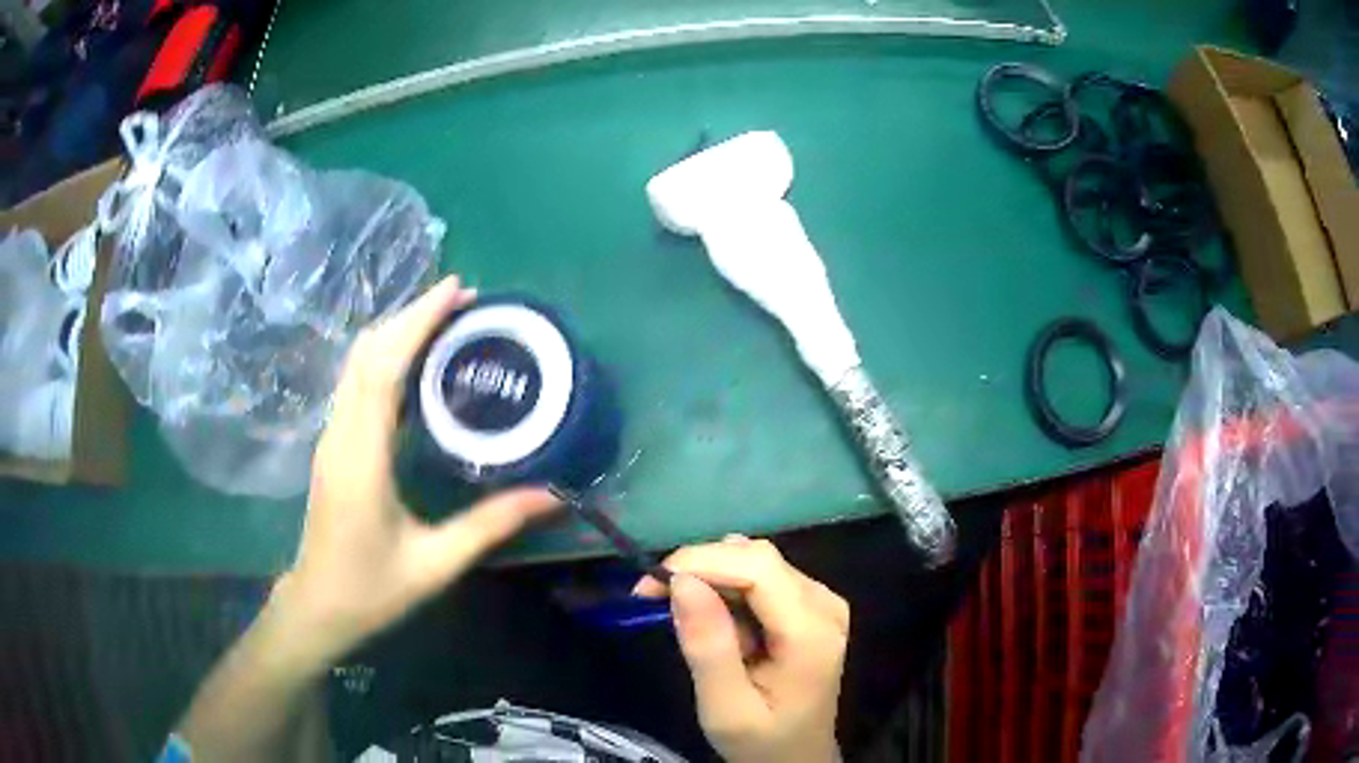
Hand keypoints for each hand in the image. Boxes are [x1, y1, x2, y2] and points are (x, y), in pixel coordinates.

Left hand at [273, 276, 559, 670]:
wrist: (318, 606)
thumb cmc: (371, 589)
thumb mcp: (435, 563)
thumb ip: (490, 526)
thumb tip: (551, 497)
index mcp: (362, 457)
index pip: (383, 368)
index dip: (417, 322)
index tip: (457, 291)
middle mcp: (340, 434)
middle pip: (367, 352)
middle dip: (411, 316)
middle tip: (463, 301)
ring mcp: (331, 436)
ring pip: (358, 363)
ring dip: (397, 332)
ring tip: (445, 323)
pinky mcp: (333, 444)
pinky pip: (356, 382)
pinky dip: (386, 357)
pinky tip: (416, 367)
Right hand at [635, 536, 848, 762]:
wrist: (798, 758)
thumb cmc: (761, 741)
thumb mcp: (725, 708)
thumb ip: (708, 647)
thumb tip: (681, 582)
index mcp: (811, 632)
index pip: (758, 567)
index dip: (701, 561)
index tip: (649, 586)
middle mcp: (825, 604)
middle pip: (758, 558)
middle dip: (699, 568)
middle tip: (652, 598)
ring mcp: (822, 601)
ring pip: (758, 562)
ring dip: (711, 577)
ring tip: (683, 615)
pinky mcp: (811, 605)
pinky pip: (763, 576)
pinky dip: (727, 587)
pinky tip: (715, 619)